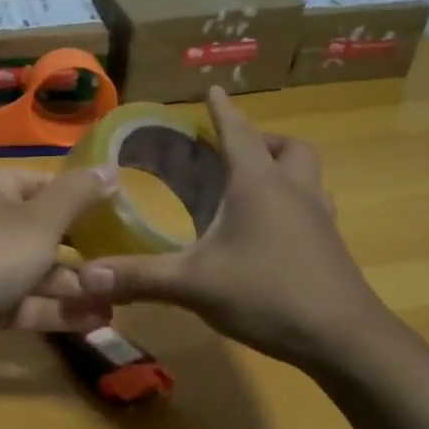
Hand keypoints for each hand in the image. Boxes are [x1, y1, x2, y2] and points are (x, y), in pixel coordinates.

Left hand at [0, 163, 119, 367]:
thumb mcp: (41, 219)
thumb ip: (78, 195)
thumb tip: (111, 168)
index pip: (46, 185)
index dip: (81, 199)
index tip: (121, 216)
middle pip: (45, 233)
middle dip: (84, 252)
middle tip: (126, 265)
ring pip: (39, 273)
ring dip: (77, 287)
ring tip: (120, 300)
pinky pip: (29, 304)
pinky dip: (58, 311)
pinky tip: (97, 321)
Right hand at [76, 87, 386, 365]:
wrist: (343, 338)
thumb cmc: (267, 294)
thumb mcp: (193, 284)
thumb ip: (138, 277)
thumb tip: (84, 276)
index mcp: (258, 185)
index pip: (238, 133)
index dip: (222, 112)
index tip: (213, 90)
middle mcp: (293, 191)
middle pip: (288, 147)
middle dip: (262, 140)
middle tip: (235, 152)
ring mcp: (319, 218)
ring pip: (308, 175)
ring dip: (284, 168)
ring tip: (255, 186)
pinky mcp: (330, 246)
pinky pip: (314, 207)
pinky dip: (293, 204)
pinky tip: (272, 232)